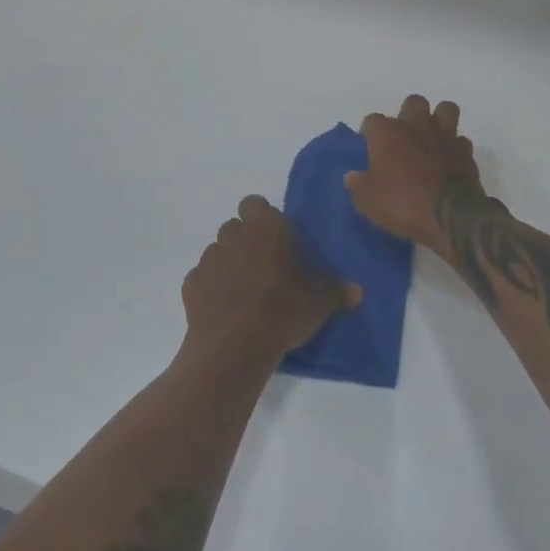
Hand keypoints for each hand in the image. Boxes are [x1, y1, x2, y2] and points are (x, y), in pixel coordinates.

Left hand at [182, 196, 360, 363]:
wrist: (234, 346)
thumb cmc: (283, 310)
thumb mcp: (320, 302)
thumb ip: (337, 290)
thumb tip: (358, 290)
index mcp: (264, 226)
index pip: (256, 204)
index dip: (264, 218)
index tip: (278, 239)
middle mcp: (232, 234)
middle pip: (236, 227)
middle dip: (247, 241)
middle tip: (266, 268)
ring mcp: (208, 259)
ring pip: (218, 252)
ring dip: (229, 264)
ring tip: (246, 292)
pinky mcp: (190, 285)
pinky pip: (203, 279)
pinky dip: (213, 289)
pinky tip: (227, 310)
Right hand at [346, 95, 480, 256]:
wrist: (450, 216)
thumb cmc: (401, 203)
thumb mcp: (367, 201)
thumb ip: (358, 184)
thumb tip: (352, 176)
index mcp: (388, 133)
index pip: (372, 120)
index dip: (370, 132)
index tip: (369, 145)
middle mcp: (416, 126)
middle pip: (413, 102)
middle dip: (408, 114)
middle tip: (403, 137)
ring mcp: (445, 136)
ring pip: (445, 109)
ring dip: (439, 120)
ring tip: (432, 137)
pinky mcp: (466, 152)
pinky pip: (461, 140)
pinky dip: (455, 147)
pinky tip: (449, 160)